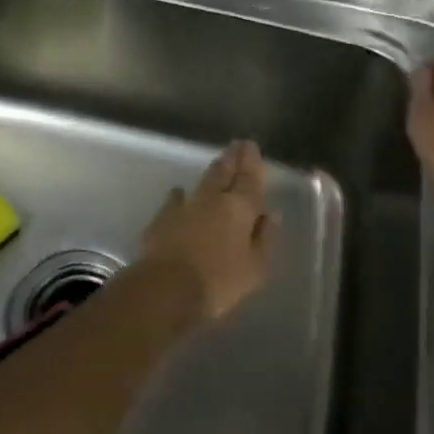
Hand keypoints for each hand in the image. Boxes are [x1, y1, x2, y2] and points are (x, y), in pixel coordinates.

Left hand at [138, 140, 277, 323]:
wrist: (166, 288)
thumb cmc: (219, 282)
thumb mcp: (255, 268)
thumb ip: (265, 238)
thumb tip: (271, 214)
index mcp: (239, 208)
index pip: (249, 179)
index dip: (252, 163)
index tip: (252, 147)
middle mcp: (212, 199)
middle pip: (224, 172)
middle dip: (233, 158)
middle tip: (238, 145)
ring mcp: (185, 206)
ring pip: (202, 181)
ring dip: (212, 171)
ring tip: (218, 163)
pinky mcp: (162, 218)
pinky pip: (175, 199)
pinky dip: (181, 194)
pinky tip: (180, 192)